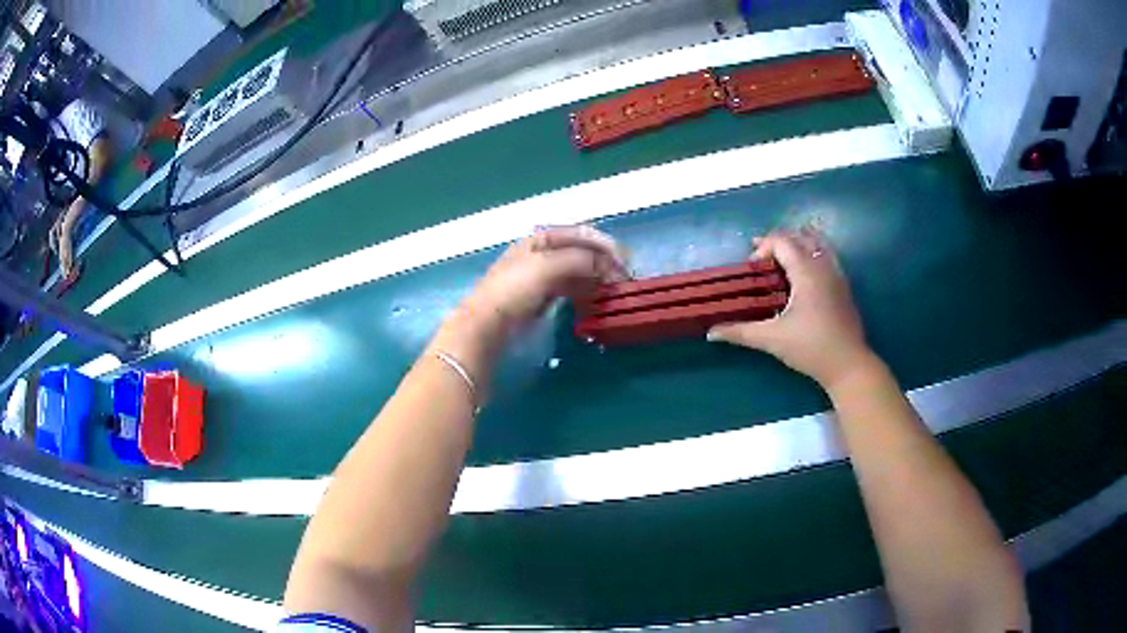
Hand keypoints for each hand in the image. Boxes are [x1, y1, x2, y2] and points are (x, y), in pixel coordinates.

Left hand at [465, 225, 628, 332]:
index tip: (625, 262)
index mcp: (541, 238)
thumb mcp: (549, 265)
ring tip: (613, 290)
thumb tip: (610, 265)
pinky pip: (570, 289)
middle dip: (603, 262)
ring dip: (597, 277)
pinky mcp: (541, 298)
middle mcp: (542, 253)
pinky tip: (596, 299)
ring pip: (577, 271)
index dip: (605, 245)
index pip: (581, 233)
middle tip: (623, 279)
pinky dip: (585, 291)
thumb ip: (583, 259)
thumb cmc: (515, 289)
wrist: (488, 324)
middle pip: (581, 252)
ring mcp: (541, 276)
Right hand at [707, 229, 871, 387]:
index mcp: (806, 271)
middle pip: (799, 237)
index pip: (782, 241)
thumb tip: (711, 332)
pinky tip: (802, 279)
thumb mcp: (772, 339)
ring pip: (816, 243)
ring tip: (781, 264)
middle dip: (777, 243)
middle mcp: (823, 265)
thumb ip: (741, 332)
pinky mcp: (844, 286)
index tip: (752, 268)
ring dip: (796, 246)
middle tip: (761, 262)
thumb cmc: (811, 347)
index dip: (763, 247)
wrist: (848, 365)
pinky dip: (810, 255)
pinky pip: (826, 256)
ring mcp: (837, 274)